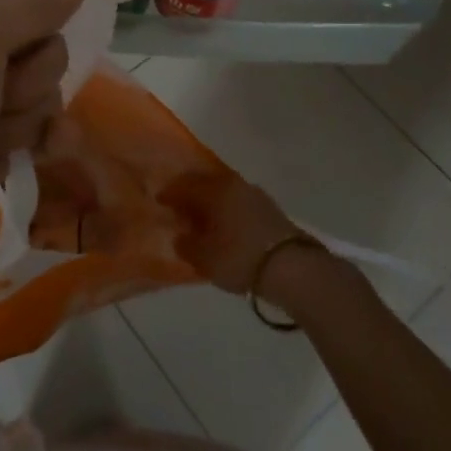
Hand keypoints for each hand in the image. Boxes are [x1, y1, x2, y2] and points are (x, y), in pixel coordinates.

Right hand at [159, 173, 301, 293]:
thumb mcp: (205, 257)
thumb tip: (180, 235)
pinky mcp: (268, 207)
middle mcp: (232, 183)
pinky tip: (225, 225)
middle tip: (178, 210)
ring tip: (202, 220)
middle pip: (203, 183)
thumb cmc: (240, 257)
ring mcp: (253, 193)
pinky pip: (237, 201)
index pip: (183, 184)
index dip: (168, 193)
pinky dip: (226, 209)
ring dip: (209, 201)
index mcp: (213, 189)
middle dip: (189, 194)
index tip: (159, 202)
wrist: (292, 267)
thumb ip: (186, 244)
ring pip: (222, 191)